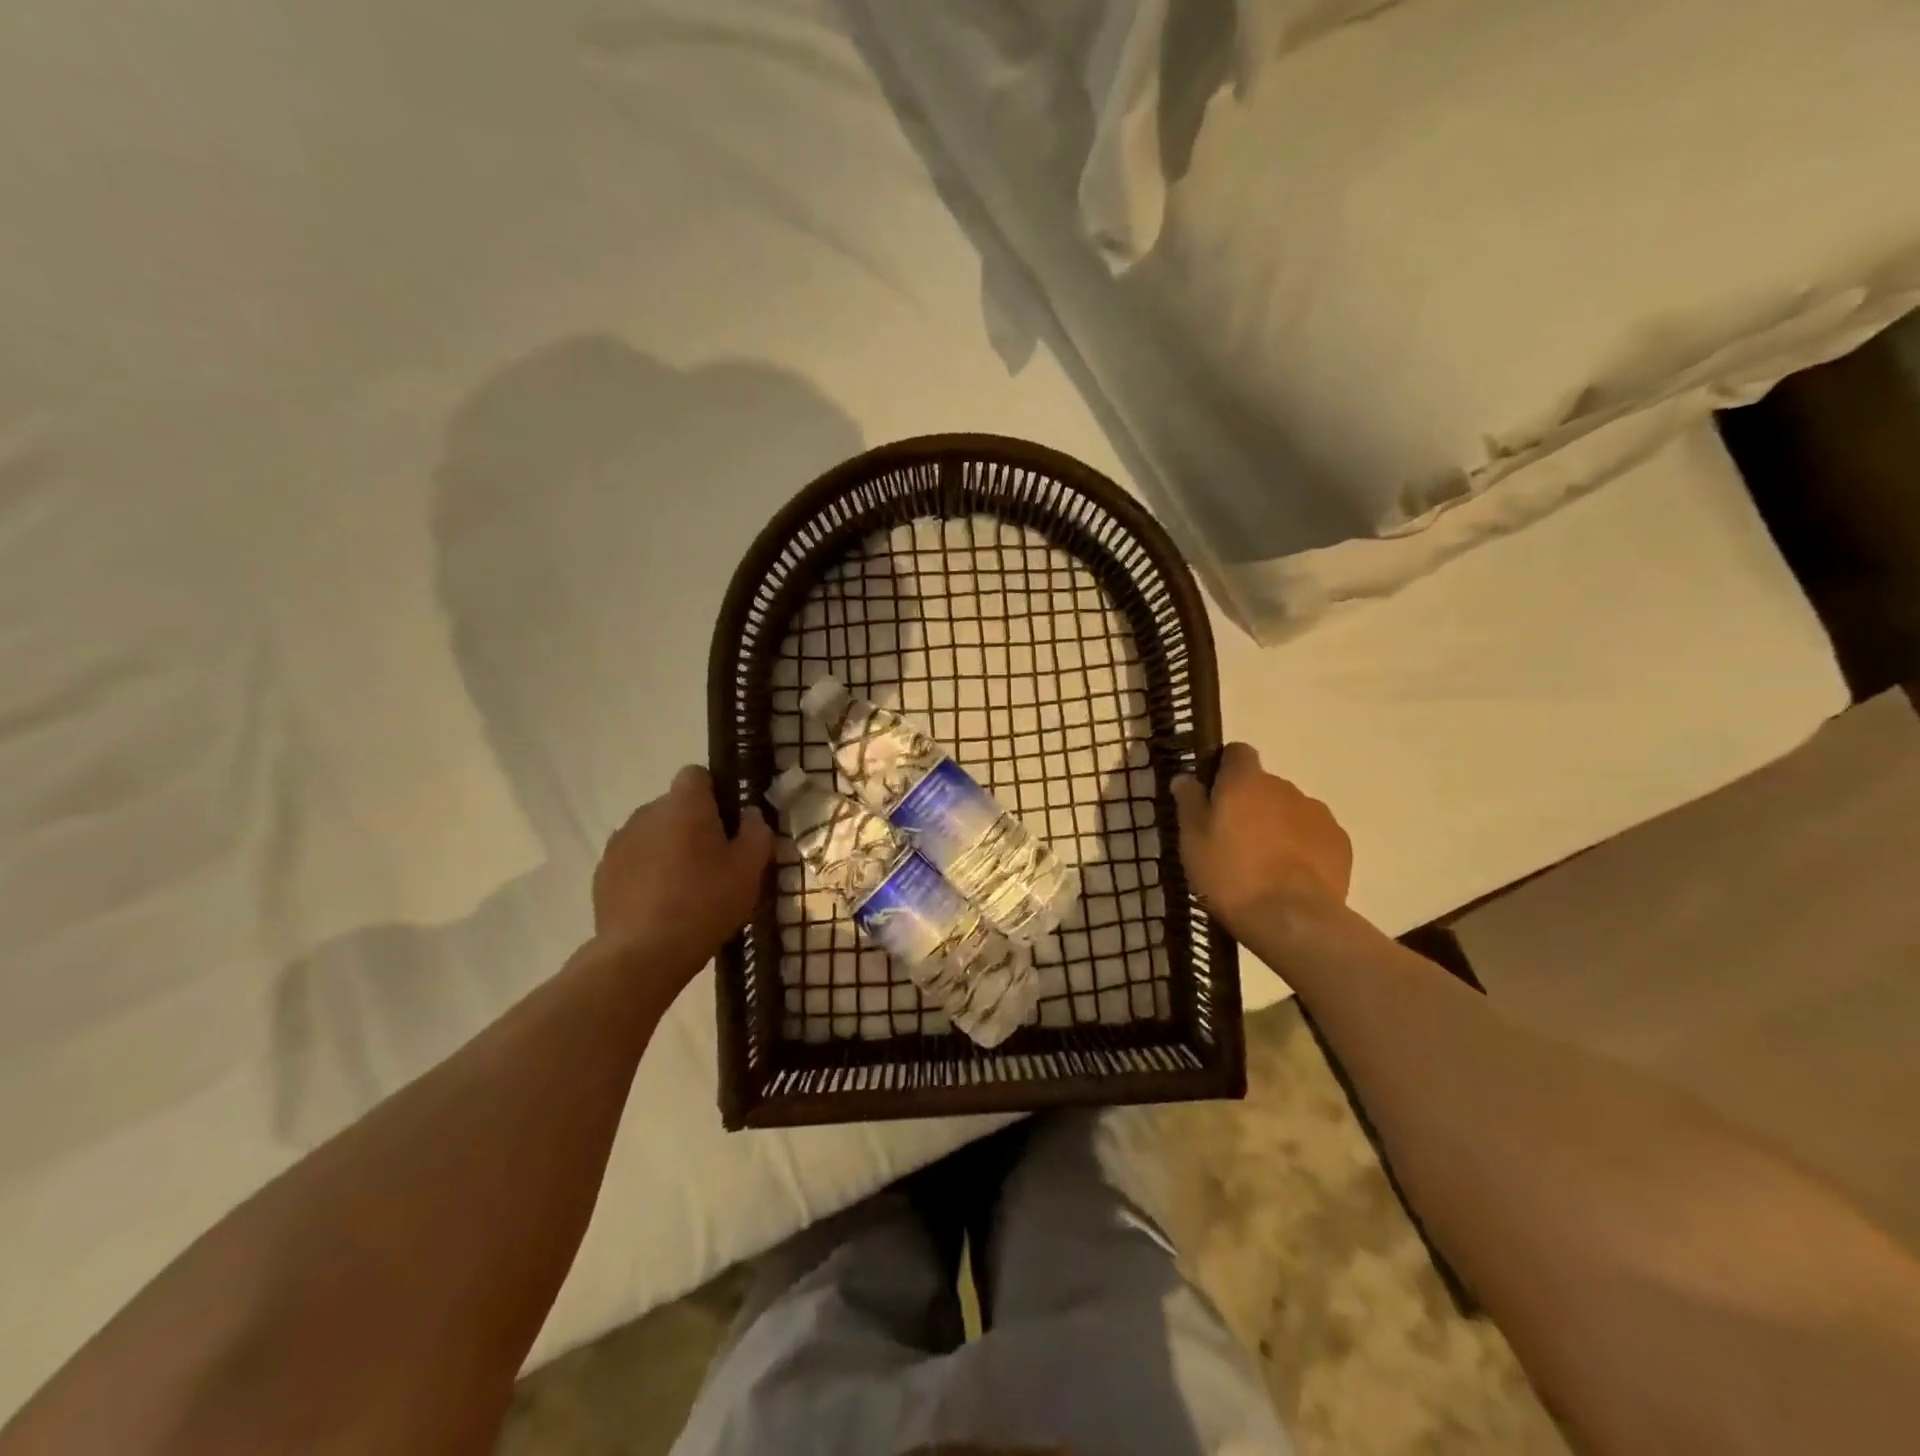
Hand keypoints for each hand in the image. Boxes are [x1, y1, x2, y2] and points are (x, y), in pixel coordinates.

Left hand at [590, 765, 772, 979]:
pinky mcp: (603, 872)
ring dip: (669, 848)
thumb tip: (750, 816)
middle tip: (715, 861)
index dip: (715, 793)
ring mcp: (619, 842)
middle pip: (675, 806)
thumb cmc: (705, 903)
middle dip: (694, 824)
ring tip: (686, 887)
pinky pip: (634, 860)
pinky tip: (661, 904)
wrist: (643, 953)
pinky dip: (647, 872)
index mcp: (684, 804)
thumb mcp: (750, 869)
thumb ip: (757, 833)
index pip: (697, 775)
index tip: (729, 824)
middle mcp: (647, 813)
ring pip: (653, 833)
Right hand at [1172, 743, 1352, 933]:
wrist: (1292, 919)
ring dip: (1276, 826)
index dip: (1224, 769)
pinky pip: (1313, 835)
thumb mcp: (1192, 841)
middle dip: (1250, 805)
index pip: (1237, 753)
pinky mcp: (1339, 842)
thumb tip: (1186, 778)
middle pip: (1263, 785)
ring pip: (1289, 811)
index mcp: (1245, 781)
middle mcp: (1284, 787)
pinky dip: (1301, 847)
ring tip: (1263, 864)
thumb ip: (1189, 803)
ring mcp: (1317, 813)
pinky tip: (1290, 877)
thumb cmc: (1230, 875)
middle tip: (1233, 840)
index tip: (1213, 794)